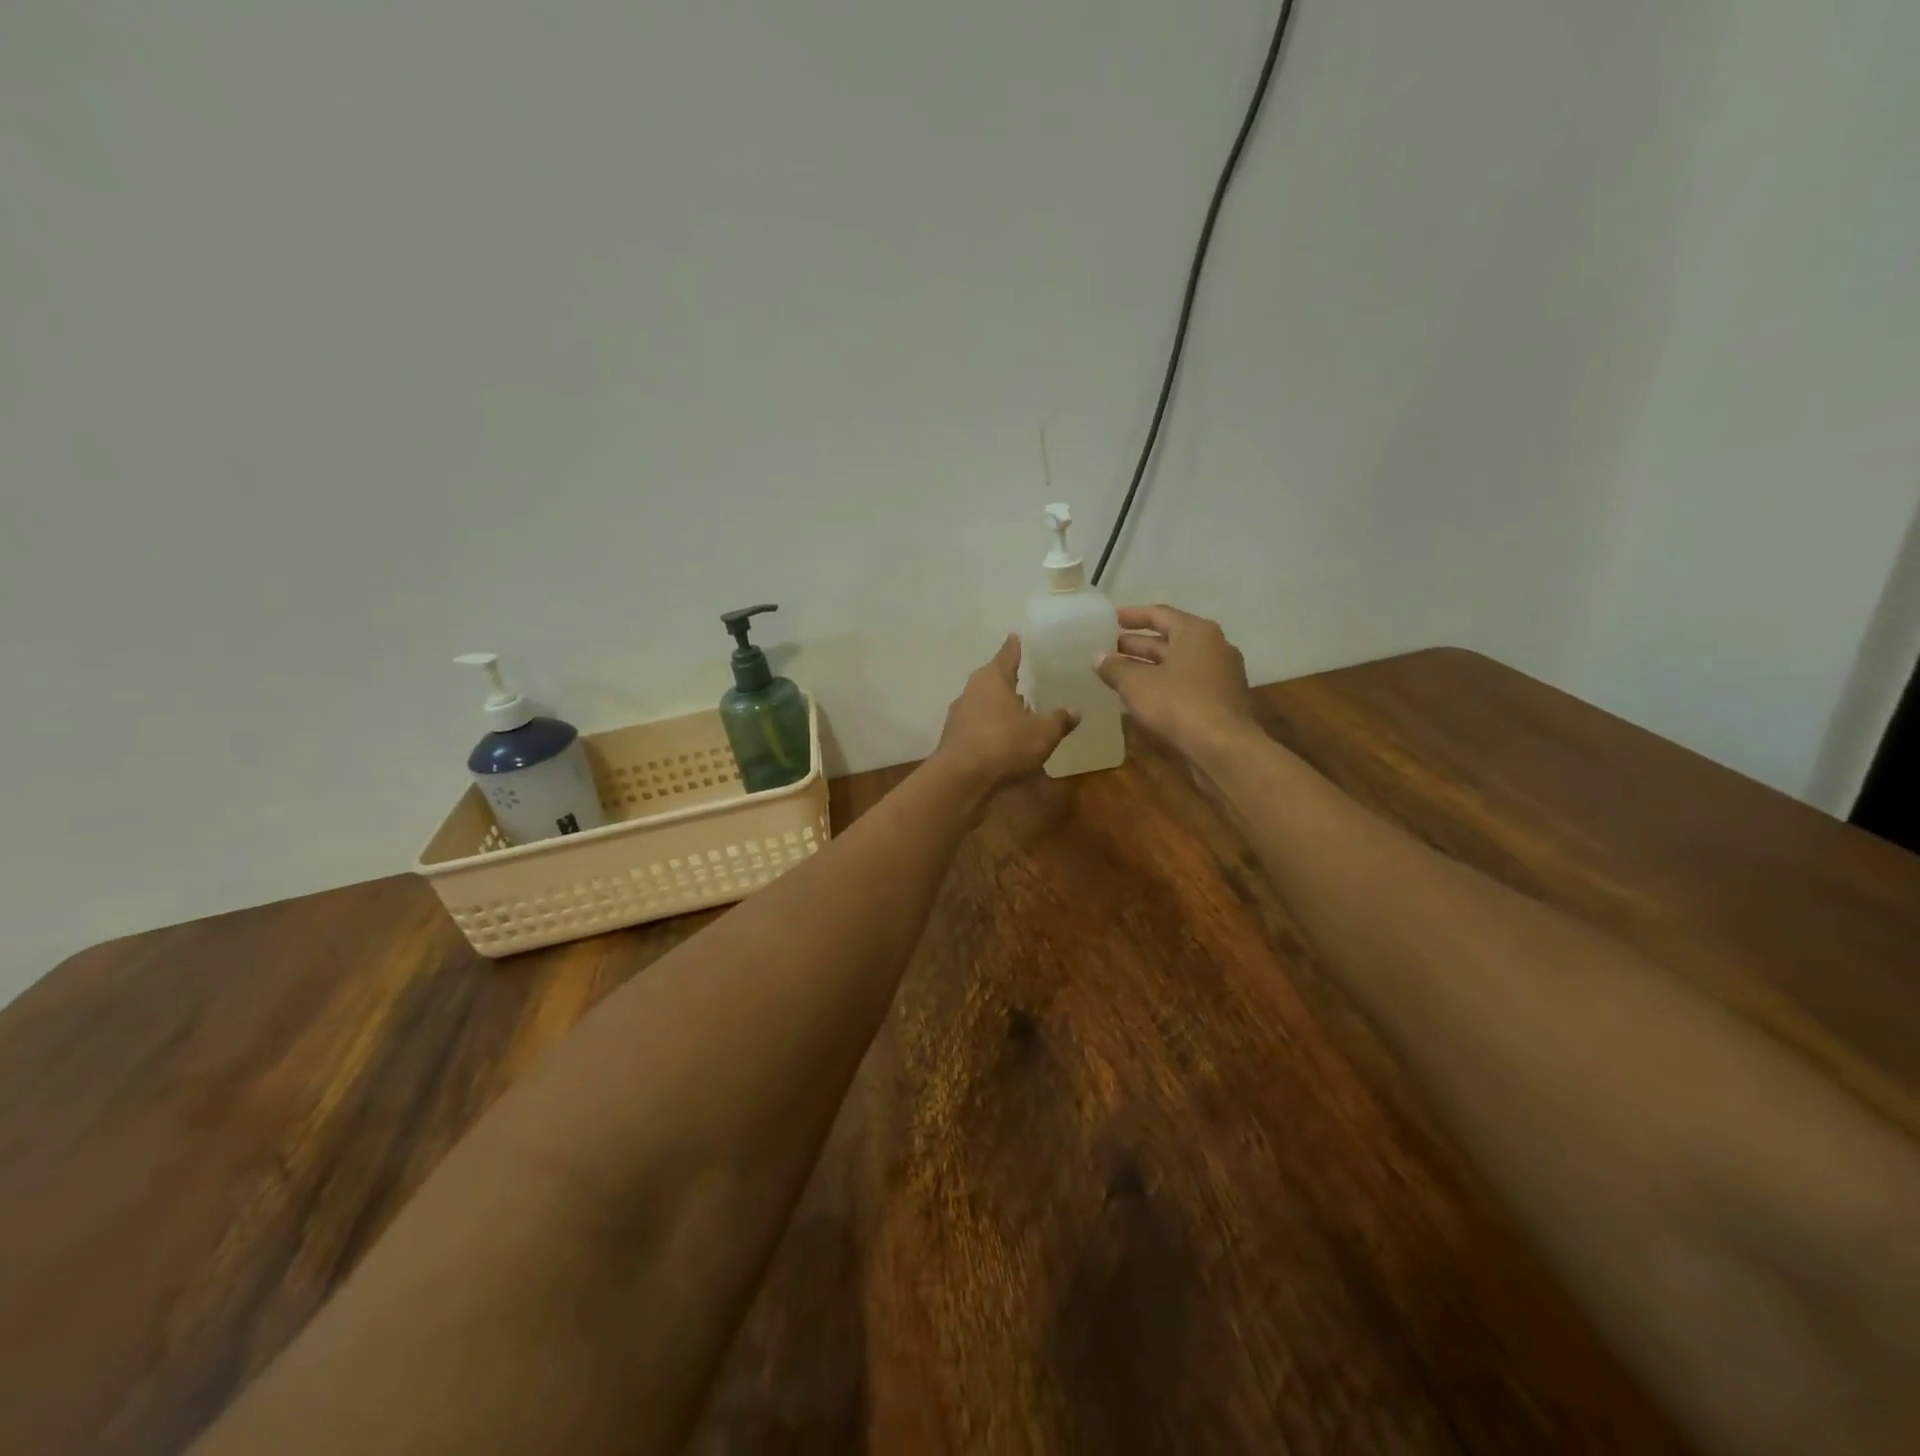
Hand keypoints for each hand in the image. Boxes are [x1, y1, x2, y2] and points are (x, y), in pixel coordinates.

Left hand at [931, 635, 1076, 794]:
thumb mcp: (1043, 732)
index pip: (1006, 656)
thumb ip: (1059, 720)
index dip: (1013, 648)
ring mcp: (959, 715)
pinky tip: (1003, 737)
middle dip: (1006, 680)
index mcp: (992, 679)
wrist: (962, 778)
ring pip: (983, 704)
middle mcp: (972, 691)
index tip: (1014, 637)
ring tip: (1018, 709)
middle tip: (1021, 676)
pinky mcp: (954, 739)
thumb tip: (1075, 711)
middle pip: (991, 680)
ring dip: (999, 706)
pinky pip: (978, 726)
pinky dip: (991, 727)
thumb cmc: (1005, 743)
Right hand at [1094, 605, 1256, 761]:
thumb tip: (1098, 658)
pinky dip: (1164, 684)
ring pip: (1178, 663)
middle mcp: (1214, 646)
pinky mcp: (1222, 699)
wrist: (1223, 748)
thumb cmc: (1178, 705)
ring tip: (1119, 673)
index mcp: (1196, 632)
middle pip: (1169, 639)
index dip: (1131, 616)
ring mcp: (1221, 674)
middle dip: (1137, 645)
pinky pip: (1187, 683)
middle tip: (1108, 649)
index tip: (1109, 620)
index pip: (1159, 614)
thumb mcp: (1136, 685)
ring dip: (1149, 667)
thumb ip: (1115, 668)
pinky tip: (1143, 697)